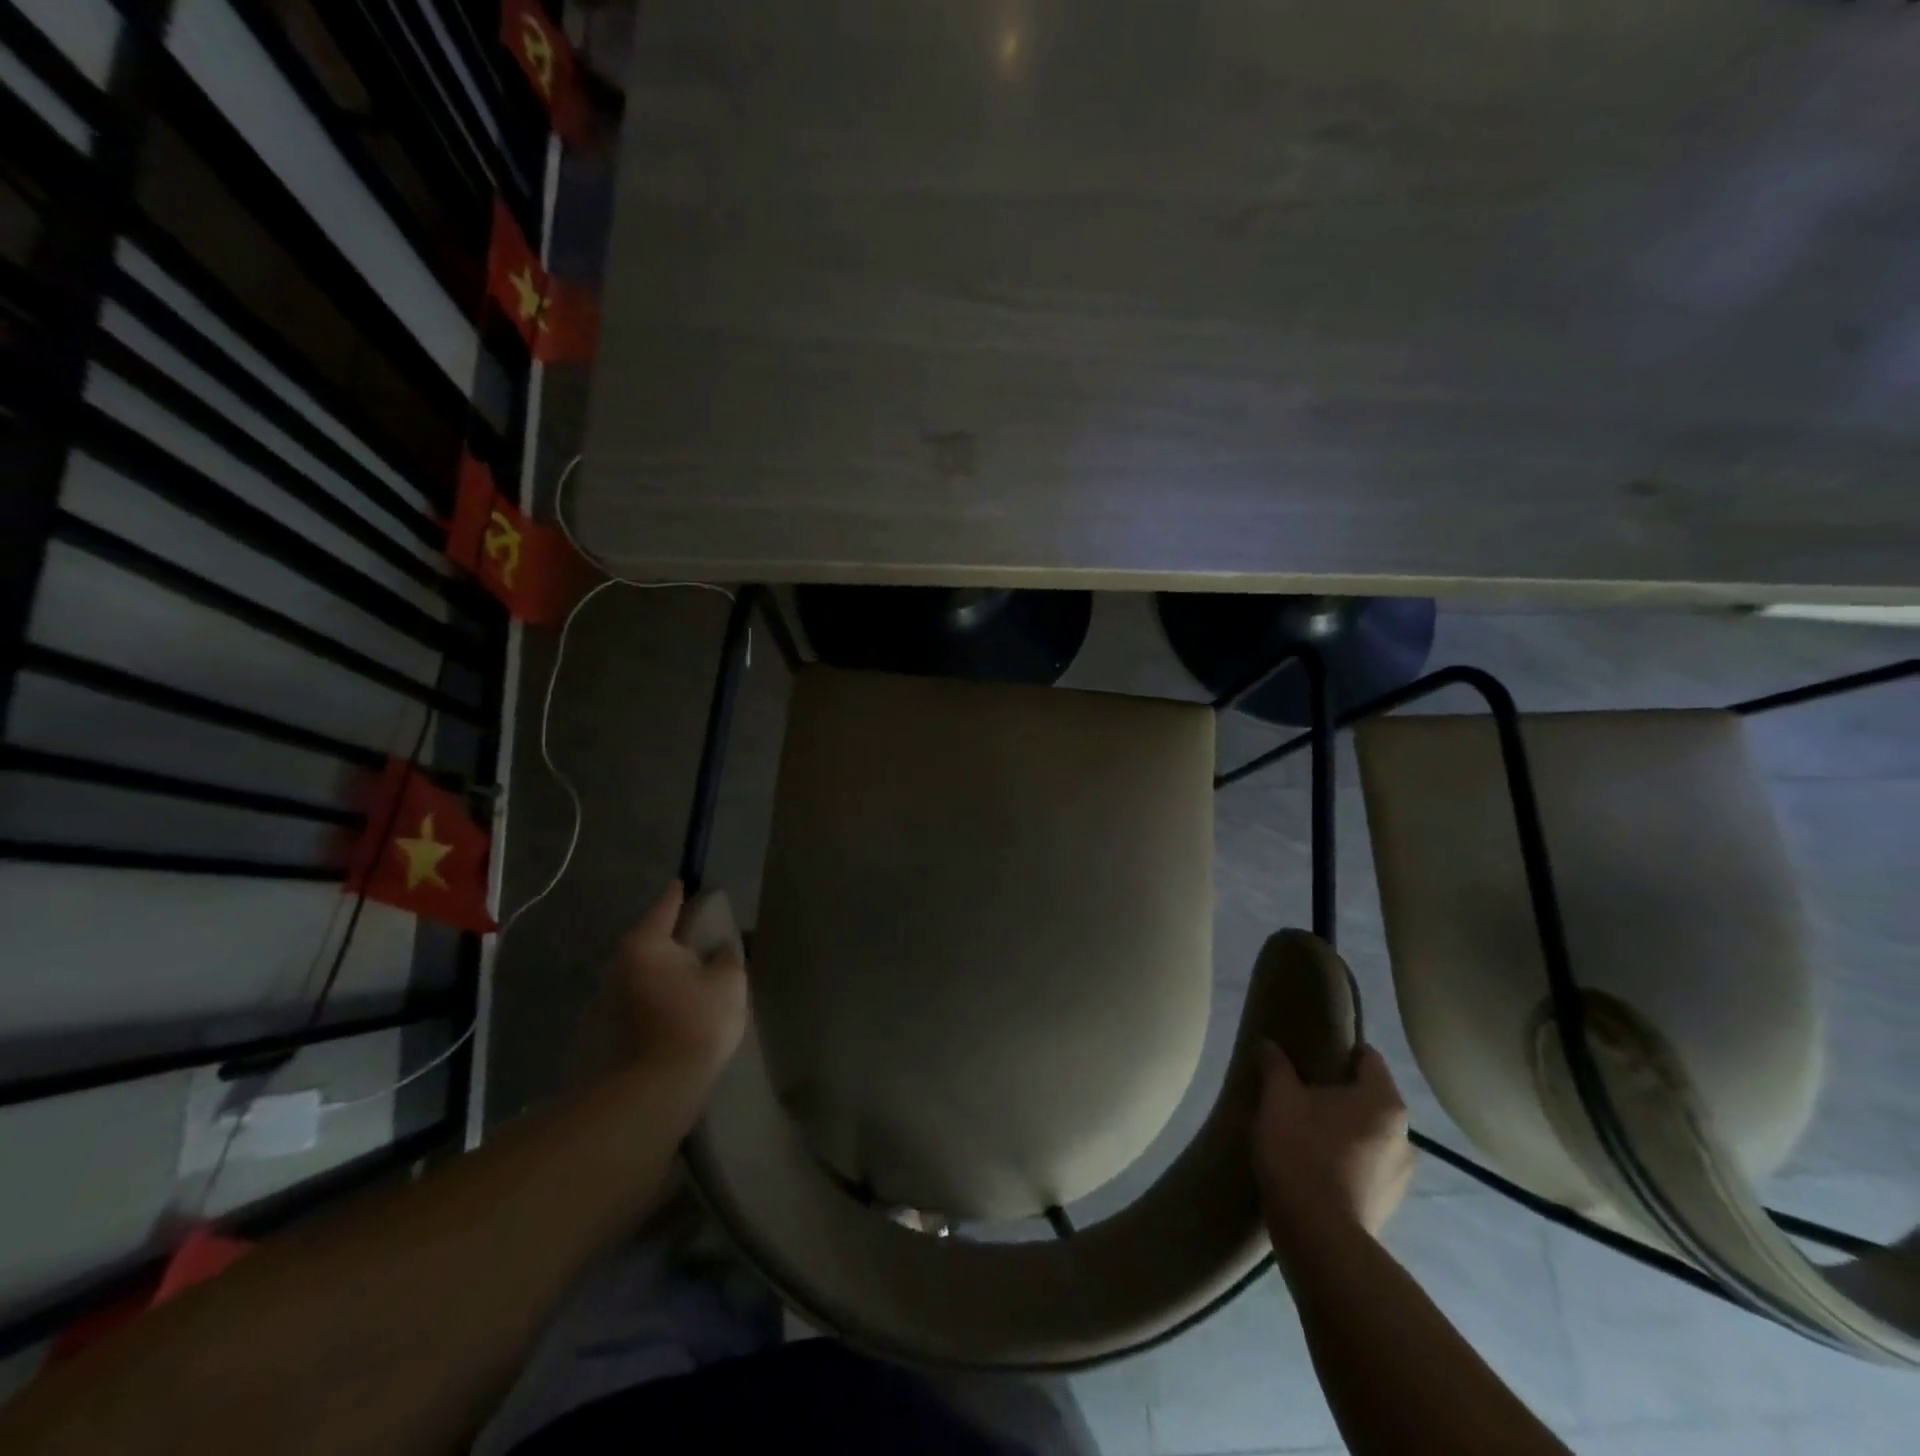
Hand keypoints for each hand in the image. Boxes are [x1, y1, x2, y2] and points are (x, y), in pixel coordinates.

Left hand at [607, 881, 747, 1086]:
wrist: (660, 1087)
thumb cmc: (697, 1020)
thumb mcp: (728, 979)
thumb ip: (727, 954)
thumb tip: (720, 949)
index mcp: (646, 942)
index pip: (668, 903)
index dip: (686, 892)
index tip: (694, 883)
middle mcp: (621, 962)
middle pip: (655, 937)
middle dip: (680, 936)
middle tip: (708, 936)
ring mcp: (612, 996)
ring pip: (649, 968)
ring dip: (671, 967)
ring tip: (701, 971)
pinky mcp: (614, 1025)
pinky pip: (646, 993)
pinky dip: (664, 990)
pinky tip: (686, 1000)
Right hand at [1253, 1042, 1414, 1247]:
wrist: (1319, 1235)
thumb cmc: (1302, 1150)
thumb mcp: (1278, 1098)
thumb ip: (1275, 1066)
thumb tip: (1268, 1043)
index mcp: (1383, 1101)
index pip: (1368, 1058)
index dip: (1340, 1050)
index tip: (1311, 1055)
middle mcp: (1405, 1135)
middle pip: (1370, 1098)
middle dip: (1340, 1093)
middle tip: (1302, 1092)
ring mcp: (1402, 1174)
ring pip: (1370, 1135)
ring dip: (1345, 1129)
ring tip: (1307, 1131)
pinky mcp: (1388, 1204)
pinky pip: (1367, 1166)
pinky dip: (1347, 1160)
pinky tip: (1316, 1165)